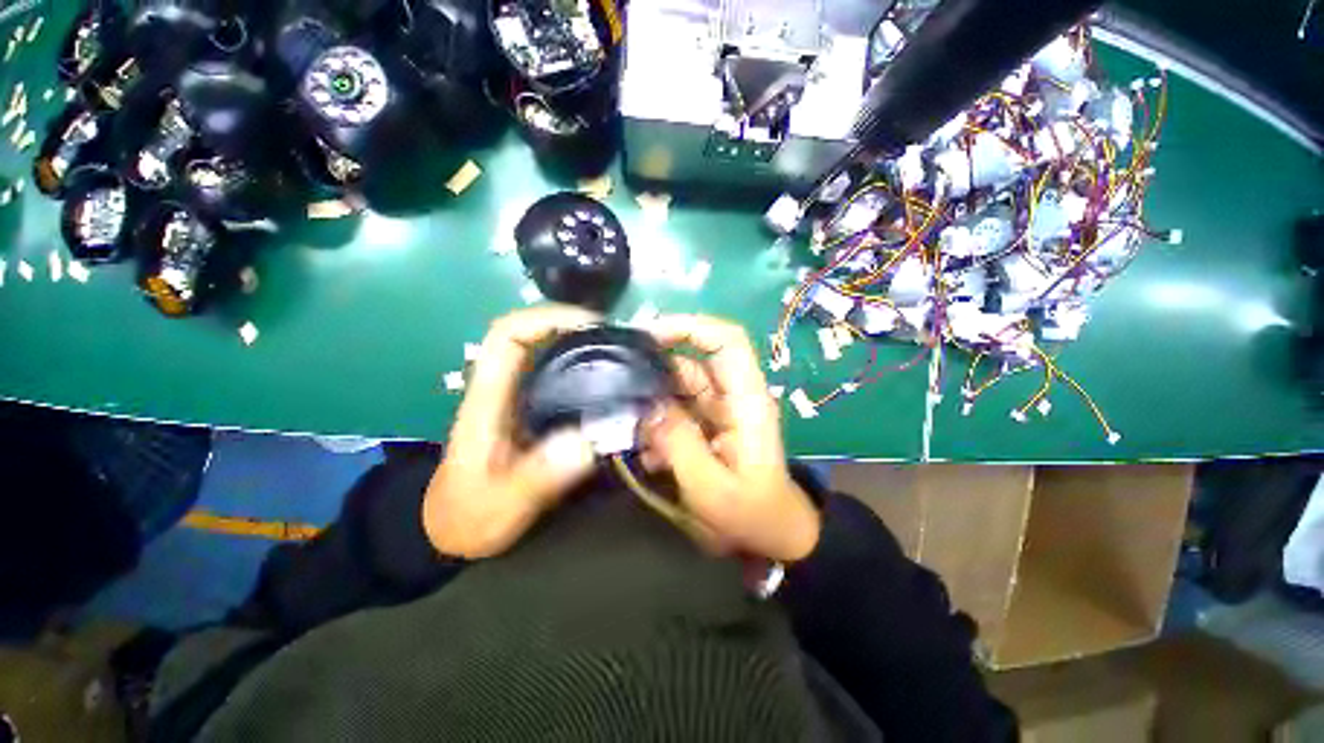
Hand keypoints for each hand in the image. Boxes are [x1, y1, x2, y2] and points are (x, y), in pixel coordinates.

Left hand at [423, 305, 599, 558]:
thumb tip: (588, 440)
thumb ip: (538, 476)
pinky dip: (587, 372)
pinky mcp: (535, 413)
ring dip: (585, 348)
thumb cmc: (469, 516)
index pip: (508, 335)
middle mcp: (505, 388)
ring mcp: (520, 400)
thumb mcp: (501, 503)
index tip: (592, 325)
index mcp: (488, 397)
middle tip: (620, 342)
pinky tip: (613, 388)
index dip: (547, 318)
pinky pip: (563, 380)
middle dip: (576, 328)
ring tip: (624, 358)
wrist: (453, 532)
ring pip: (551, 356)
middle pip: (535, 337)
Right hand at [641, 315, 820, 562]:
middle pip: (692, 361)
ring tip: (626, 427)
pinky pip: (675, 410)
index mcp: (746, 400)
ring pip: (678, 387)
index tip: (647, 335)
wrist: (771, 539)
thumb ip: (677, 442)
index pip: (726, 340)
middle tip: (616, 384)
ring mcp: (718, 411)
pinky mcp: (705, 426)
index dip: (690, 326)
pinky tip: (643, 451)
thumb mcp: (711, 487)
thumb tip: (646, 405)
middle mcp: (732, 396)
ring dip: (650, 403)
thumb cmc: (750, 515)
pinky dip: (655, 423)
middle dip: (655, 368)